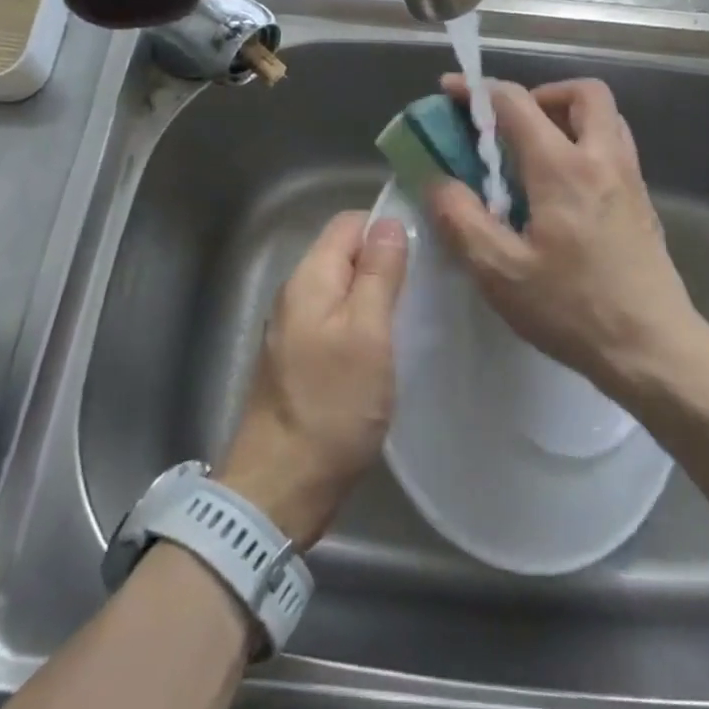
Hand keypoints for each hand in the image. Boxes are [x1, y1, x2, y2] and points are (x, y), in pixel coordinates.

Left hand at [219, 211, 407, 547]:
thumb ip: (378, 274)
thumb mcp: (368, 333)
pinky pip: (338, 320)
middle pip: (346, 254)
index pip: (350, 223)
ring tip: (415, 314)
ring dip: (378, 295)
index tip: (426, 251)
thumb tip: (390, 222)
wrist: (282, 486)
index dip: (388, 228)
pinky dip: (365, 323)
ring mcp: (295, 328)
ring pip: (344, 289)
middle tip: (427, 286)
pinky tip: (389, 345)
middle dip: (386, 261)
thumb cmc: (332, 406)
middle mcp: (297, 293)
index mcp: (309, 278)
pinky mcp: (301, 358)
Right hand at [427, 76, 702, 395]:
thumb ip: (461, 219)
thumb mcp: (500, 271)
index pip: (517, 103)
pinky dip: (586, 144)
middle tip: (510, 126)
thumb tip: (438, 181)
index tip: (452, 93)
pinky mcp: (642, 202)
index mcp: (563, 168)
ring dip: (568, 117)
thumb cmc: (572, 309)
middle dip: (541, 94)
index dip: (479, 91)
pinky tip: (562, 191)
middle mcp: (603, 159)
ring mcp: (630, 179)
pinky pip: (614, 148)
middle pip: (582, 93)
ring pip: (605, 118)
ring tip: (534, 153)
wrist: (653, 347)